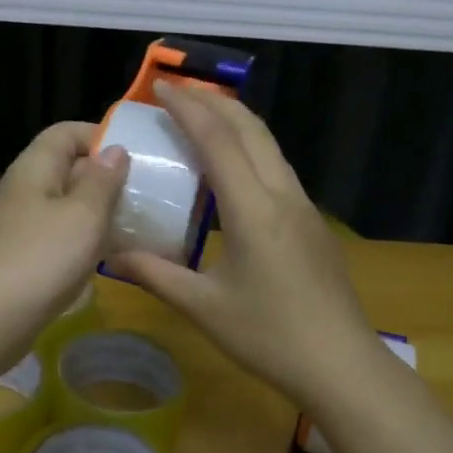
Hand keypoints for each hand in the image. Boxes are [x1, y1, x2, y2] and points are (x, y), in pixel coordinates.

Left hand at [0, 121, 129, 363]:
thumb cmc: (41, 258)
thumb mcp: (83, 215)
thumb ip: (102, 181)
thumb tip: (114, 150)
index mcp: (35, 167)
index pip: (66, 132)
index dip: (100, 135)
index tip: (136, 156)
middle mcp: (26, 189)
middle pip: (68, 167)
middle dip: (106, 176)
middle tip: (145, 192)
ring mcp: (23, 224)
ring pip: (67, 204)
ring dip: (99, 210)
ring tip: (136, 222)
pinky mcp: (26, 256)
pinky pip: (61, 234)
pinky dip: (86, 238)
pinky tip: (110, 255)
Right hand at [107, 82, 386, 409]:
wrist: (341, 364)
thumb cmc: (269, 336)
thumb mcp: (203, 307)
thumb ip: (155, 274)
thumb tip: (110, 256)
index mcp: (253, 209)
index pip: (218, 140)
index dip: (188, 108)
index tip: (161, 87)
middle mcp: (282, 195)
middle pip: (250, 128)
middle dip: (214, 101)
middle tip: (179, 91)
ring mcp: (303, 207)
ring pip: (269, 145)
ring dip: (236, 122)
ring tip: (202, 117)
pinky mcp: (312, 223)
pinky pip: (277, 168)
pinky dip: (250, 149)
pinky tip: (233, 168)